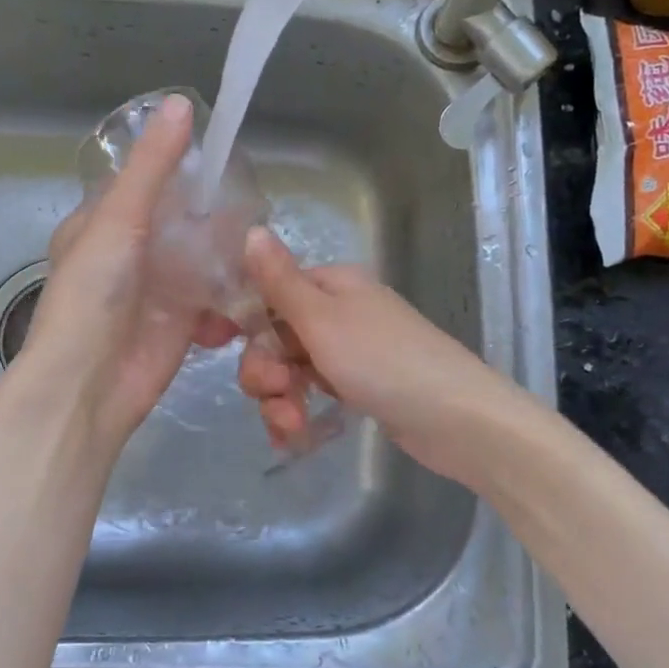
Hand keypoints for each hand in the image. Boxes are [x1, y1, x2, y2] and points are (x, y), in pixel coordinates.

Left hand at [21, 93, 238, 450]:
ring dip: (229, 252)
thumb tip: (182, 104)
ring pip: (203, 258)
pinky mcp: (183, 322)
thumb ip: (152, 167)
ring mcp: (159, 288)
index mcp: (103, 222)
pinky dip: (232, 292)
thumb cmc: (93, 295)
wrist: (90, 384)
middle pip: (181, 221)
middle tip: (258, 199)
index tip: (225, 154)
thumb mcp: (119, 219)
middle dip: (215, 212)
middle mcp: (131, 252)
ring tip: (263, 239)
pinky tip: (253, 284)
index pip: (147, 183)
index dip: (181, 167)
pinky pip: (215, 297)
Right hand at [237, 227, 524, 484]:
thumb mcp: (322, 319)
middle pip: (275, 336)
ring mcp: (349, 353)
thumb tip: (251, 230)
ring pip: (290, 370)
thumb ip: (280, 281)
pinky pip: (312, 395)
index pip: (268, 293)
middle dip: (265, 370)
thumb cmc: (384, 361)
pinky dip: (298, 415)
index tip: (211, 345)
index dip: (239, 320)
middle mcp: (338, 314)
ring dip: (280, 400)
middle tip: (277, 391)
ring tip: (292, 425)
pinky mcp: (359, 388)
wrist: (457, 420)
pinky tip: (294, 438)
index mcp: (332, 286)